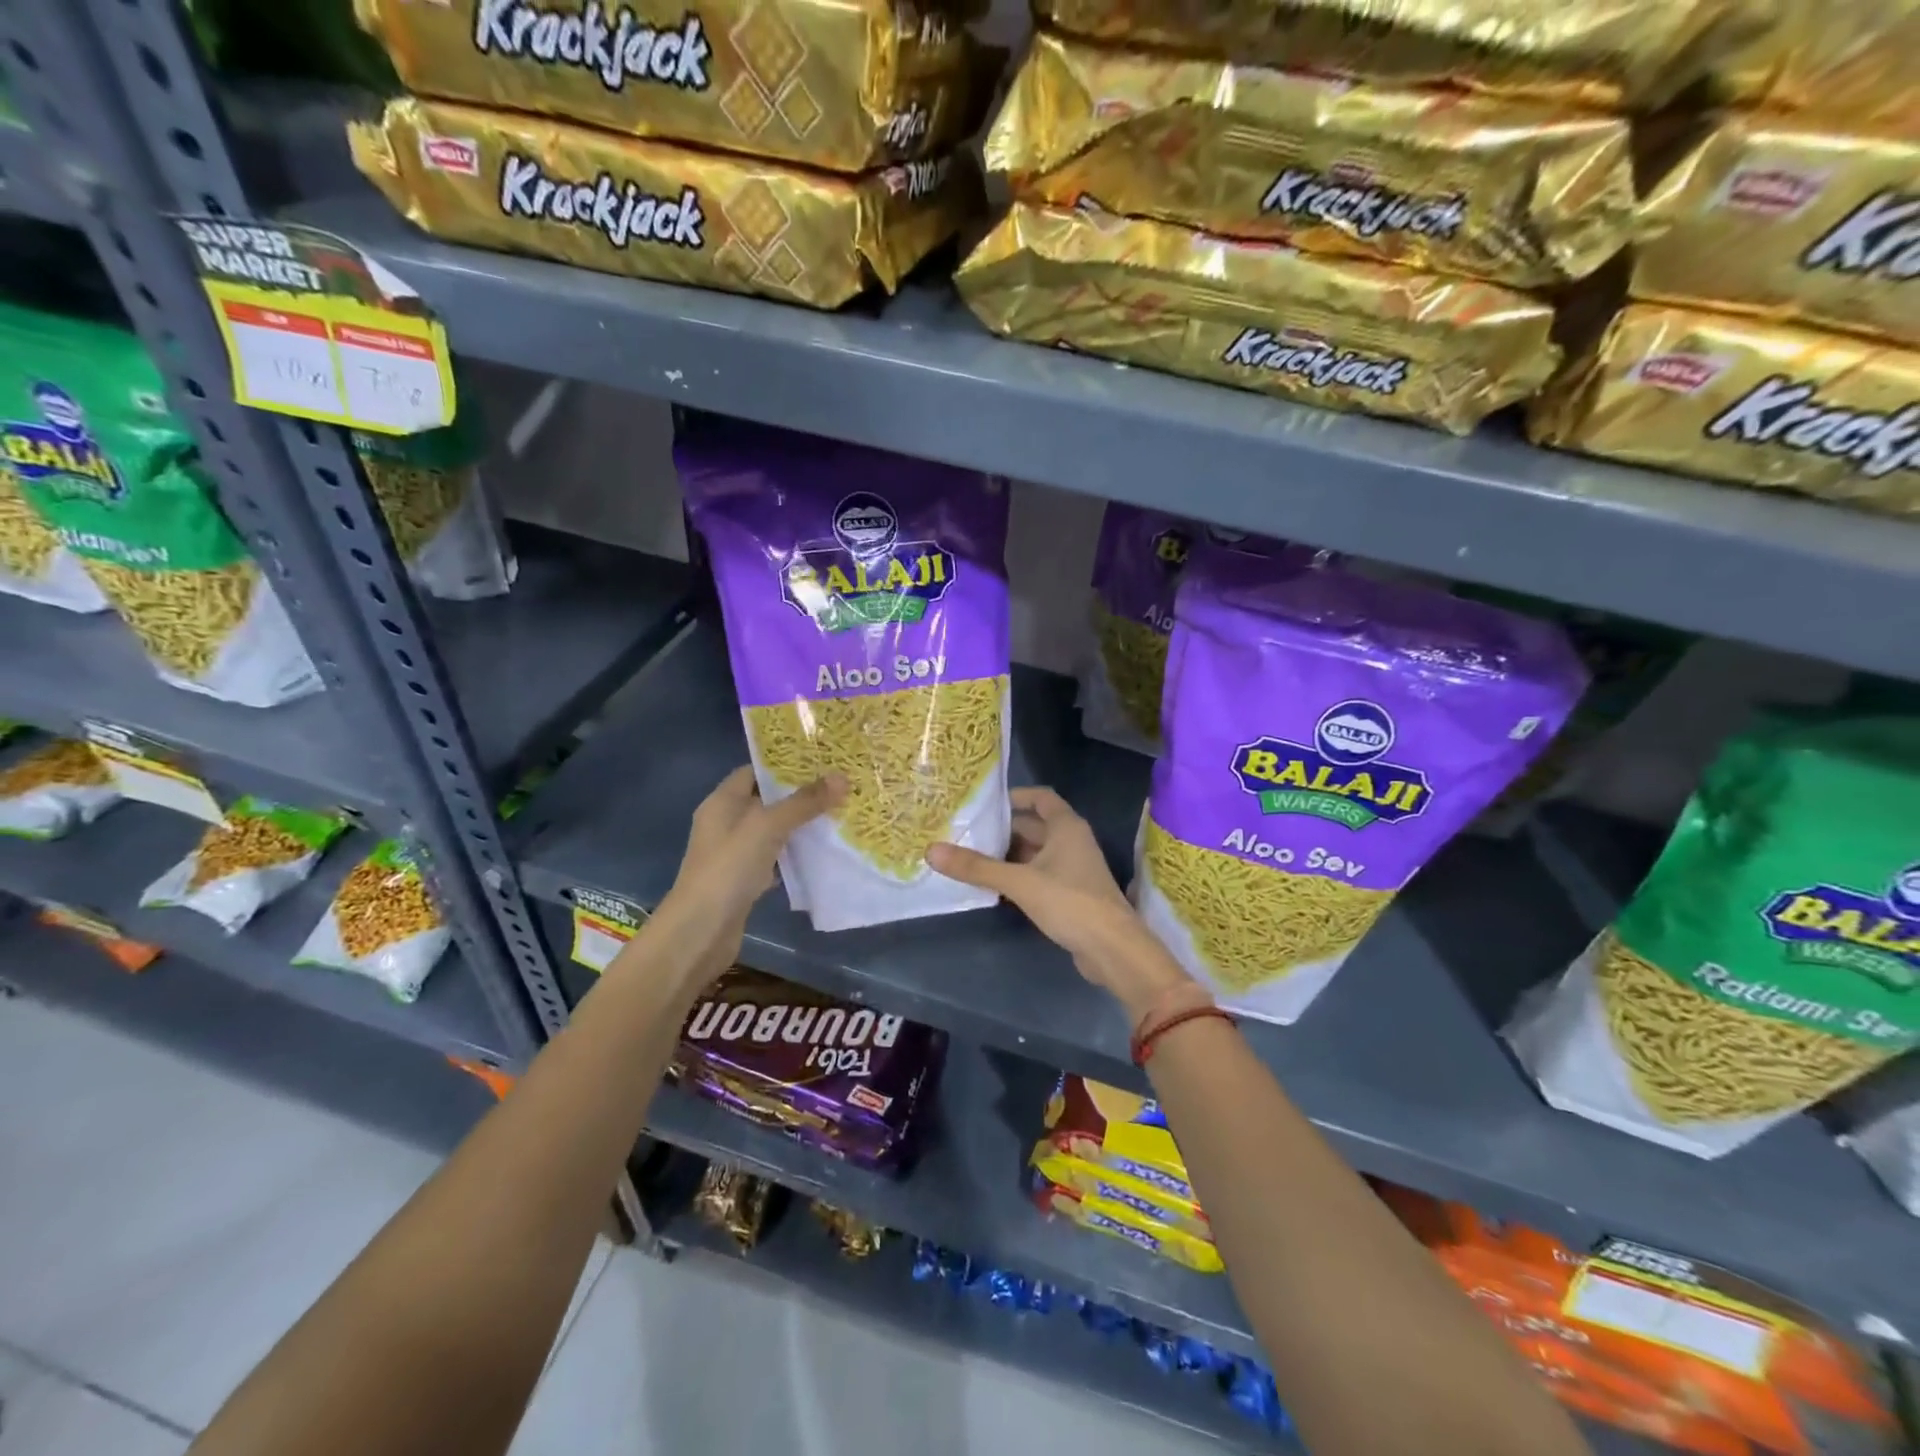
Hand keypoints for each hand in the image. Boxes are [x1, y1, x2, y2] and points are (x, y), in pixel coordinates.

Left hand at [658, 765, 844, 977]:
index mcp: (722, 802)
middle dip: (799, 796)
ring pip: (772, 831)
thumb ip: (804, 802)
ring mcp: (734, 854)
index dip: (784, 765)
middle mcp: (725, 823)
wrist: (701, 931)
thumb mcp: (768, 827)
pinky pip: (774, 858)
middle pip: (766, 801)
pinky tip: (821, 854)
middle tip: (838, 788)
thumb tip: (841, 777)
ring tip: (838, 815)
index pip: (754, 771)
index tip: (821, 762)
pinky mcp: (744, 880)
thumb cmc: (729, 868)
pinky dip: (794, 856)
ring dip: (799, 826)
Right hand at [927, 786, 1190, 1018]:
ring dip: (1008, 856)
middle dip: (1003, 830)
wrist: (1113, 949)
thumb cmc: (1070, 902)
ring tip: (971, 858)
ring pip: (1035, 854)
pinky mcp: (1071, 894)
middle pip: (1034, 827)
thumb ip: (977, 867)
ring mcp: (1073, 869)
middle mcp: (1072, 842)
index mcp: (1067, 827)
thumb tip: (932, 850)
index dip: (1015, 796)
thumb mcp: (1019, 882)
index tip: (985, 803)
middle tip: (966, 833)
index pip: (1041, 798)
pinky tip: (993, 887)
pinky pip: (1039, 876)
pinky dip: (1018, 877)